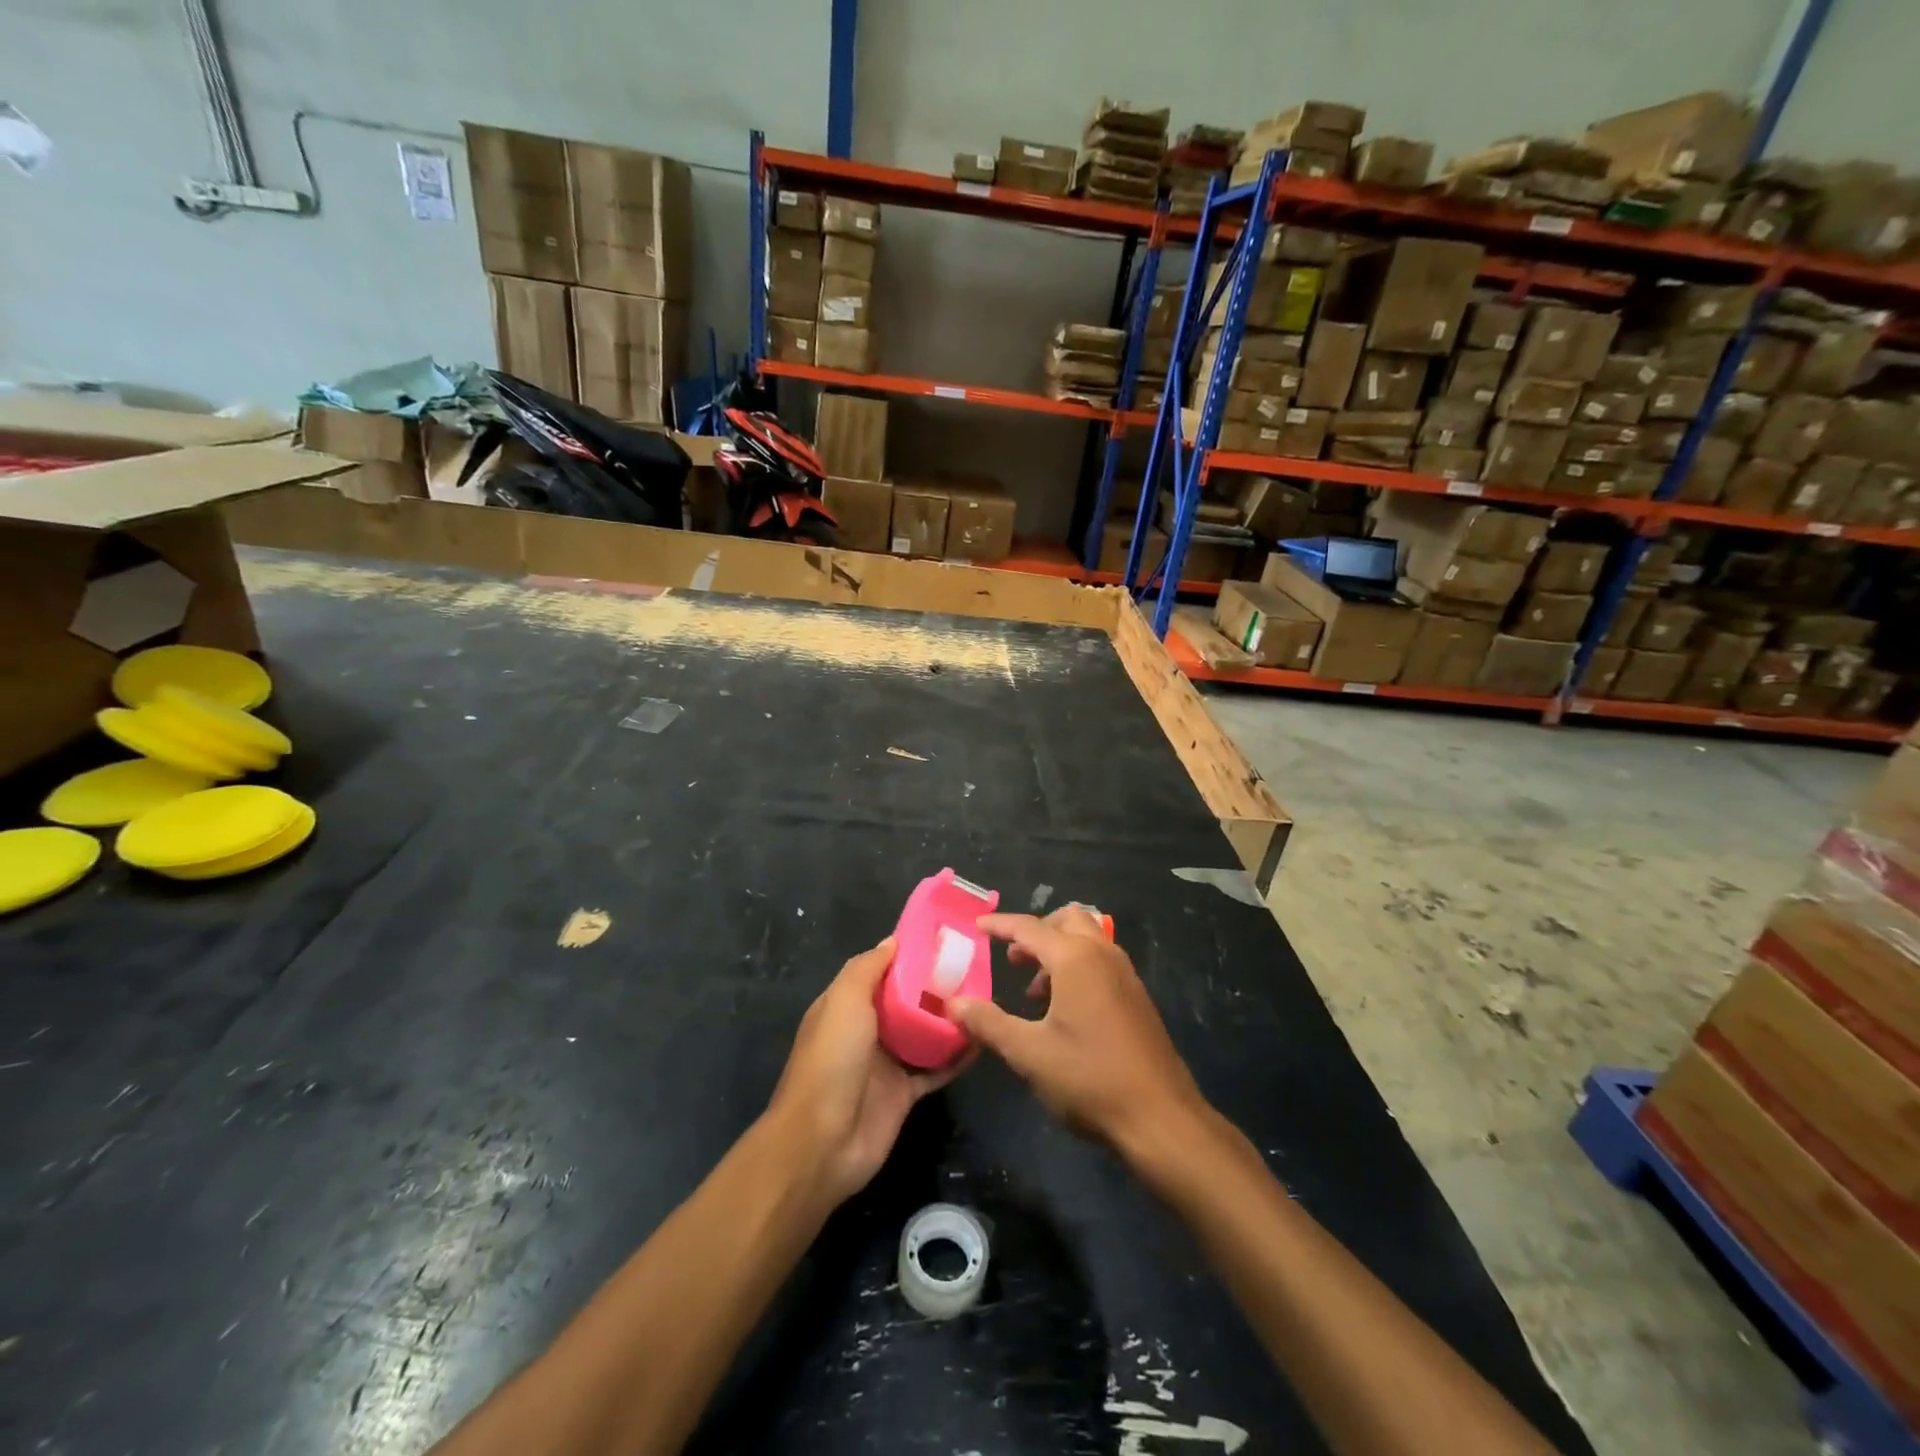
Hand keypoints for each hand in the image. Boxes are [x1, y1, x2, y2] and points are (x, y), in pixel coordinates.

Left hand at [766, 937, 968, 1208]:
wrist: (823, 1142)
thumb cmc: (832, 1060)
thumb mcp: (844, 1001)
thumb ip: (867, 968)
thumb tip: (893, 940)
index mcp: (846, 1004)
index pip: (880, 970)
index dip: (906, 954)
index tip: (941, 938)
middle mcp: (866, 1029)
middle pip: (905, 1000)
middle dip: (934, 984)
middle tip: (973, 966)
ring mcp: (887, 1062)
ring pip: (924, 1032)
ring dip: (949, 1018)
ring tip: (984, 997)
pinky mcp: (905, 1093)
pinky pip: (936, 1068)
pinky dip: (957, 1056)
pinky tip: (982, 1039)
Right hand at [949, 909, 1207, 1160]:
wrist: (1160, 1117)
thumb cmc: (1089, 1078)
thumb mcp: (1029, 1053)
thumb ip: (988, 1023)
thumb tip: (953, 1004)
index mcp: (1075, 958)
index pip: (1029, 928)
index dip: (1000, 926)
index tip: (976, 927)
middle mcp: (1103, 954)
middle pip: (1066, 920)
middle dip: (1036, 932)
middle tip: (1012, 958)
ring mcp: (1125, 974)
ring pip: (1087, 939)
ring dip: (1058, 950)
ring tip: (1035, 991)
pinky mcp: (1137, 996)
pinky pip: (1101, 961)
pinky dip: (1078, 966)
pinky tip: (1065, 1010)